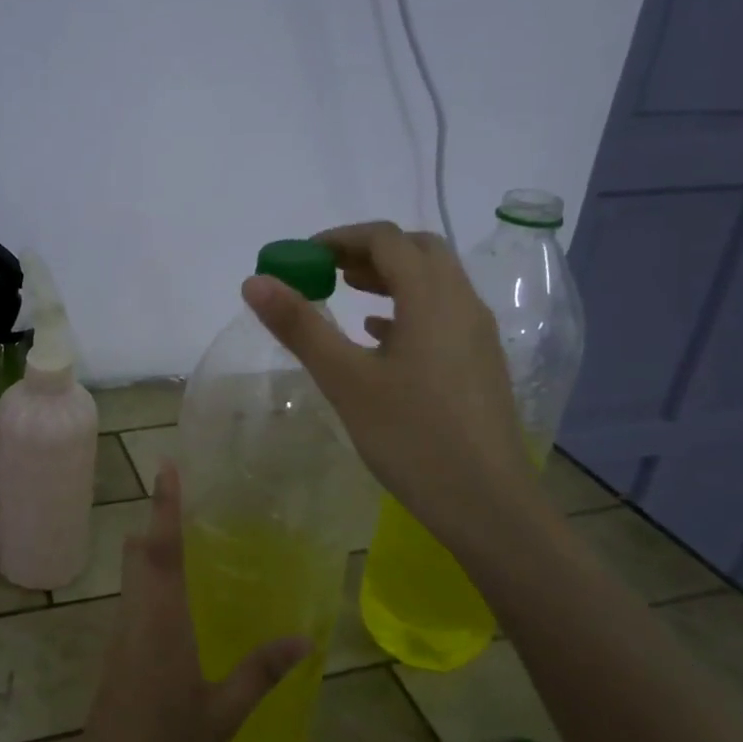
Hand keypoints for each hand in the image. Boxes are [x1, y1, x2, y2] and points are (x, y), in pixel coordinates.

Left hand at [67, 463, 309, 741]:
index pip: (160, 547)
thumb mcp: (223, 715)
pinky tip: (177, 594)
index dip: (163, 505)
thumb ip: (260, 672)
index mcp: (161, 619)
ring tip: (188, 535)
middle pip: (139, 552)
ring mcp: (122, 634)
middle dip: (157, 520)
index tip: (166, 466)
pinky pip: (135, 598)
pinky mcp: (117, 653)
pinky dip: (151, 578)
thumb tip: (304, 638)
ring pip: (133, 574)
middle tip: (188, 497)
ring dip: (152, 548)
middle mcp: (136, 615)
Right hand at [241, 220, 547, 556]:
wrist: (487, 503)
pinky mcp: (480, 363)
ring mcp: (477, 334)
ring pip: (434, 282)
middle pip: (417, 250)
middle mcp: (462, 302)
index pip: (385, 239)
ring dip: (390, 277)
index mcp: (432, 297)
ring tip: (347, 295)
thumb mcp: (345, 380)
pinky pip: (442, 314)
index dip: (339, 238)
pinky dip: (408, 308)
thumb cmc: (411, 437)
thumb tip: (255, 281)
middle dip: (368, 251)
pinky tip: (380, 337)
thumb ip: (300, 326)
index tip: (301, 257)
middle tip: (326, 271)